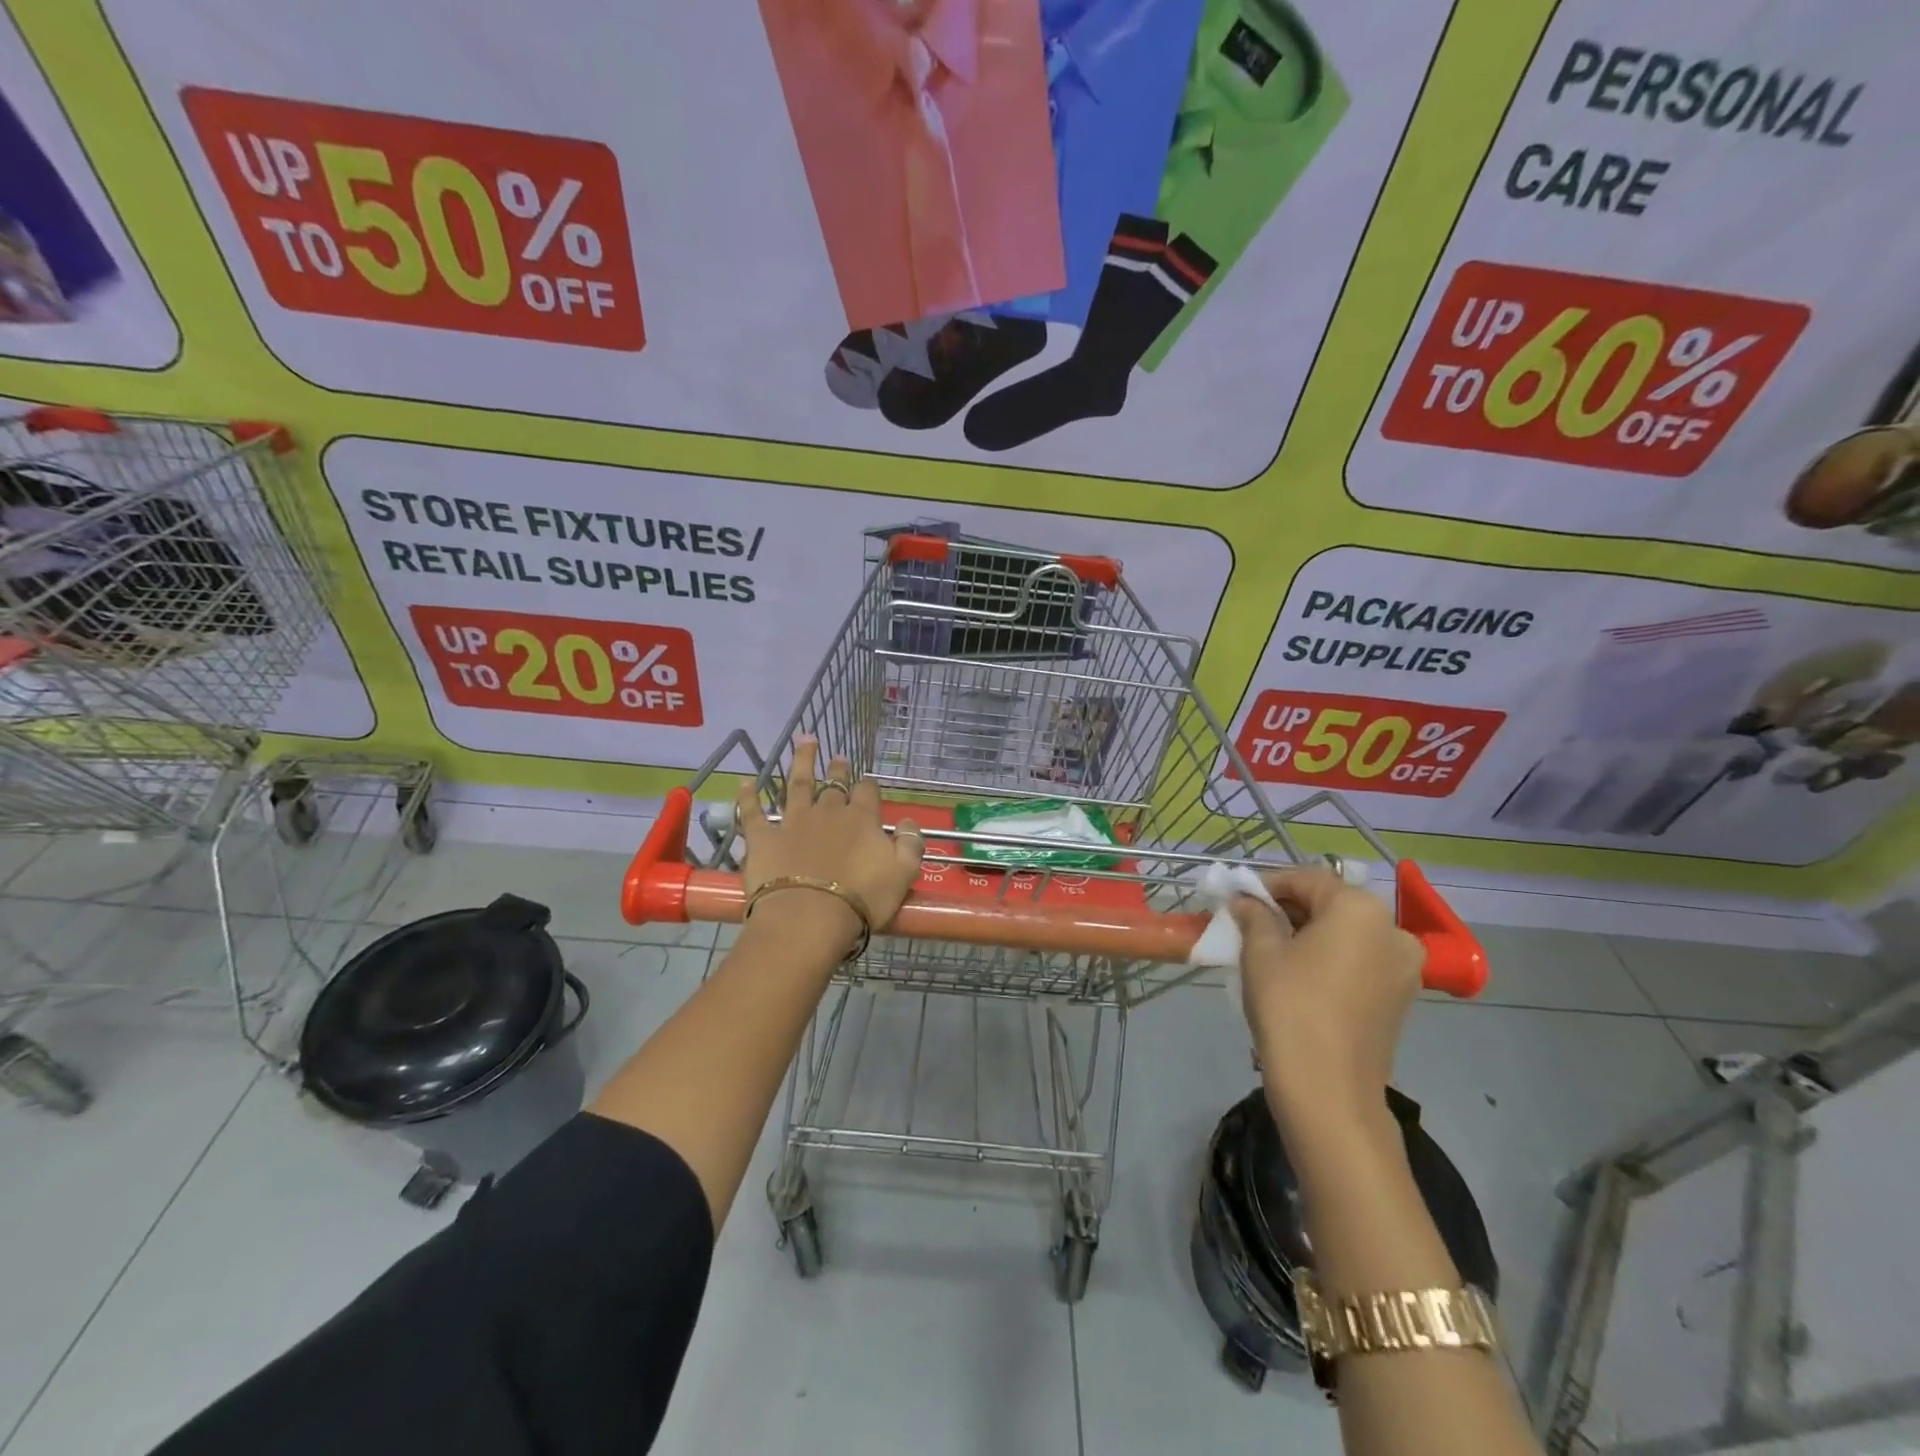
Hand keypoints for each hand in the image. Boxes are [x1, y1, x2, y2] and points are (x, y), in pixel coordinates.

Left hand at [736, 736, 924, 959]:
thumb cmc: (861, 899)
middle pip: (834, 785)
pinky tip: (746, 784)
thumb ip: (910, 844)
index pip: (868, 792)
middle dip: (838, 770)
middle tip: (839, 758)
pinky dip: (749, 797)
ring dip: (802, 762)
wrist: (808, 918)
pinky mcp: (762, 838)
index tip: (869, 784)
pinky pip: (752, 812)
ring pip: (797, 784)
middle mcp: (827, 812)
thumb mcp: (903, 875)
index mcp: (861, 819)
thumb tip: (907, 822)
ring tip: (805, 742)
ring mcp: (792, 822)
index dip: (869, 786)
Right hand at [1231, 866, 1423, 1132]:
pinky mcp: (1401, 997)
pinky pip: (1360, 960)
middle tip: (1250, 922)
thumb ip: (1254, 916)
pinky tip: (1299, 975)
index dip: (1268, 884)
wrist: (1328, 1089)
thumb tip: (1247, 903)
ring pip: (1348, 933)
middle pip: (1332, 903)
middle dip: (1290, 909)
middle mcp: (1392, 929)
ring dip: (1310, 933)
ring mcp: (1404, 967)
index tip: (1238, 898)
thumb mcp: (1260, 952)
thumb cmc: (1290, 1008)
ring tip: (1271, 949)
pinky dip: (1330, 958)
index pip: (1308, 878)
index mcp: (1360, 909)